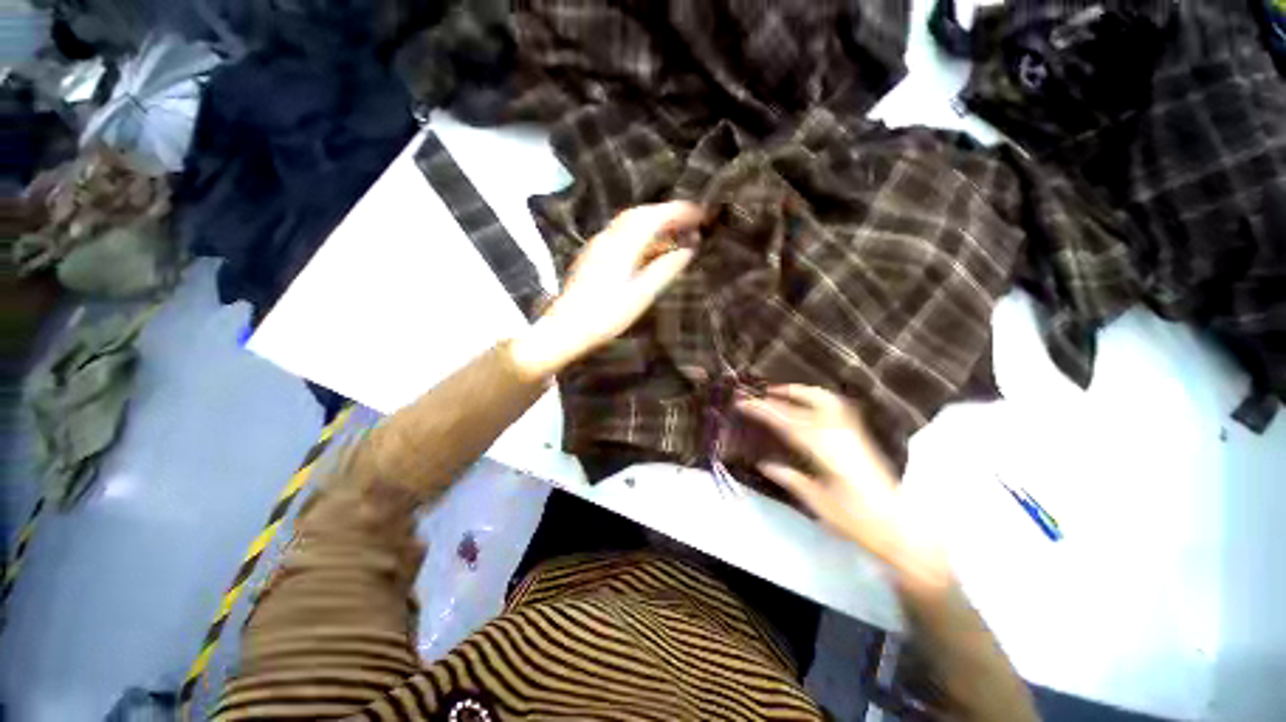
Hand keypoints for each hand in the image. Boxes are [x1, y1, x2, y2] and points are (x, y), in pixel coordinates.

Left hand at [512, 201, 703, 378]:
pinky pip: (621, 235)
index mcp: (622, 245)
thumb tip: (688, 250)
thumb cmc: (606, 316)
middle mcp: (608, 238)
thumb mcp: (641, 295)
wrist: (566, 328)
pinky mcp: (593, 255)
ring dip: (654, 223)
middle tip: (691, 222)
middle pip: (641, 214)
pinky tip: (650, 250)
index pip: (654, 217)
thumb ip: (665, 269)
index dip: (679, 212)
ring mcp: (598, 245)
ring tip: (675, 235)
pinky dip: (641, 235)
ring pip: (629, 224)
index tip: (701, 214)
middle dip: (667, 214)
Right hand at [737, 385, 949, 588]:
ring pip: (826, 399)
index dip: (763, 410)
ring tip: (785, 392)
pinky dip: (819, 398)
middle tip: (762, 392)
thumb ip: (790, 479)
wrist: (901, 529)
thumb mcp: (817, 503)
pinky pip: (836, 406)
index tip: (742, 403)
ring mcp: (853, 432)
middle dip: (783, 393)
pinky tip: (811, 405)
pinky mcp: (860, 436)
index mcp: (825, 450)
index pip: (787, 422)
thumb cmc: (857, 521)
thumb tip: (764, 464)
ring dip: (803, 391)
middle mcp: (840, 433)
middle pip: (808, 402)